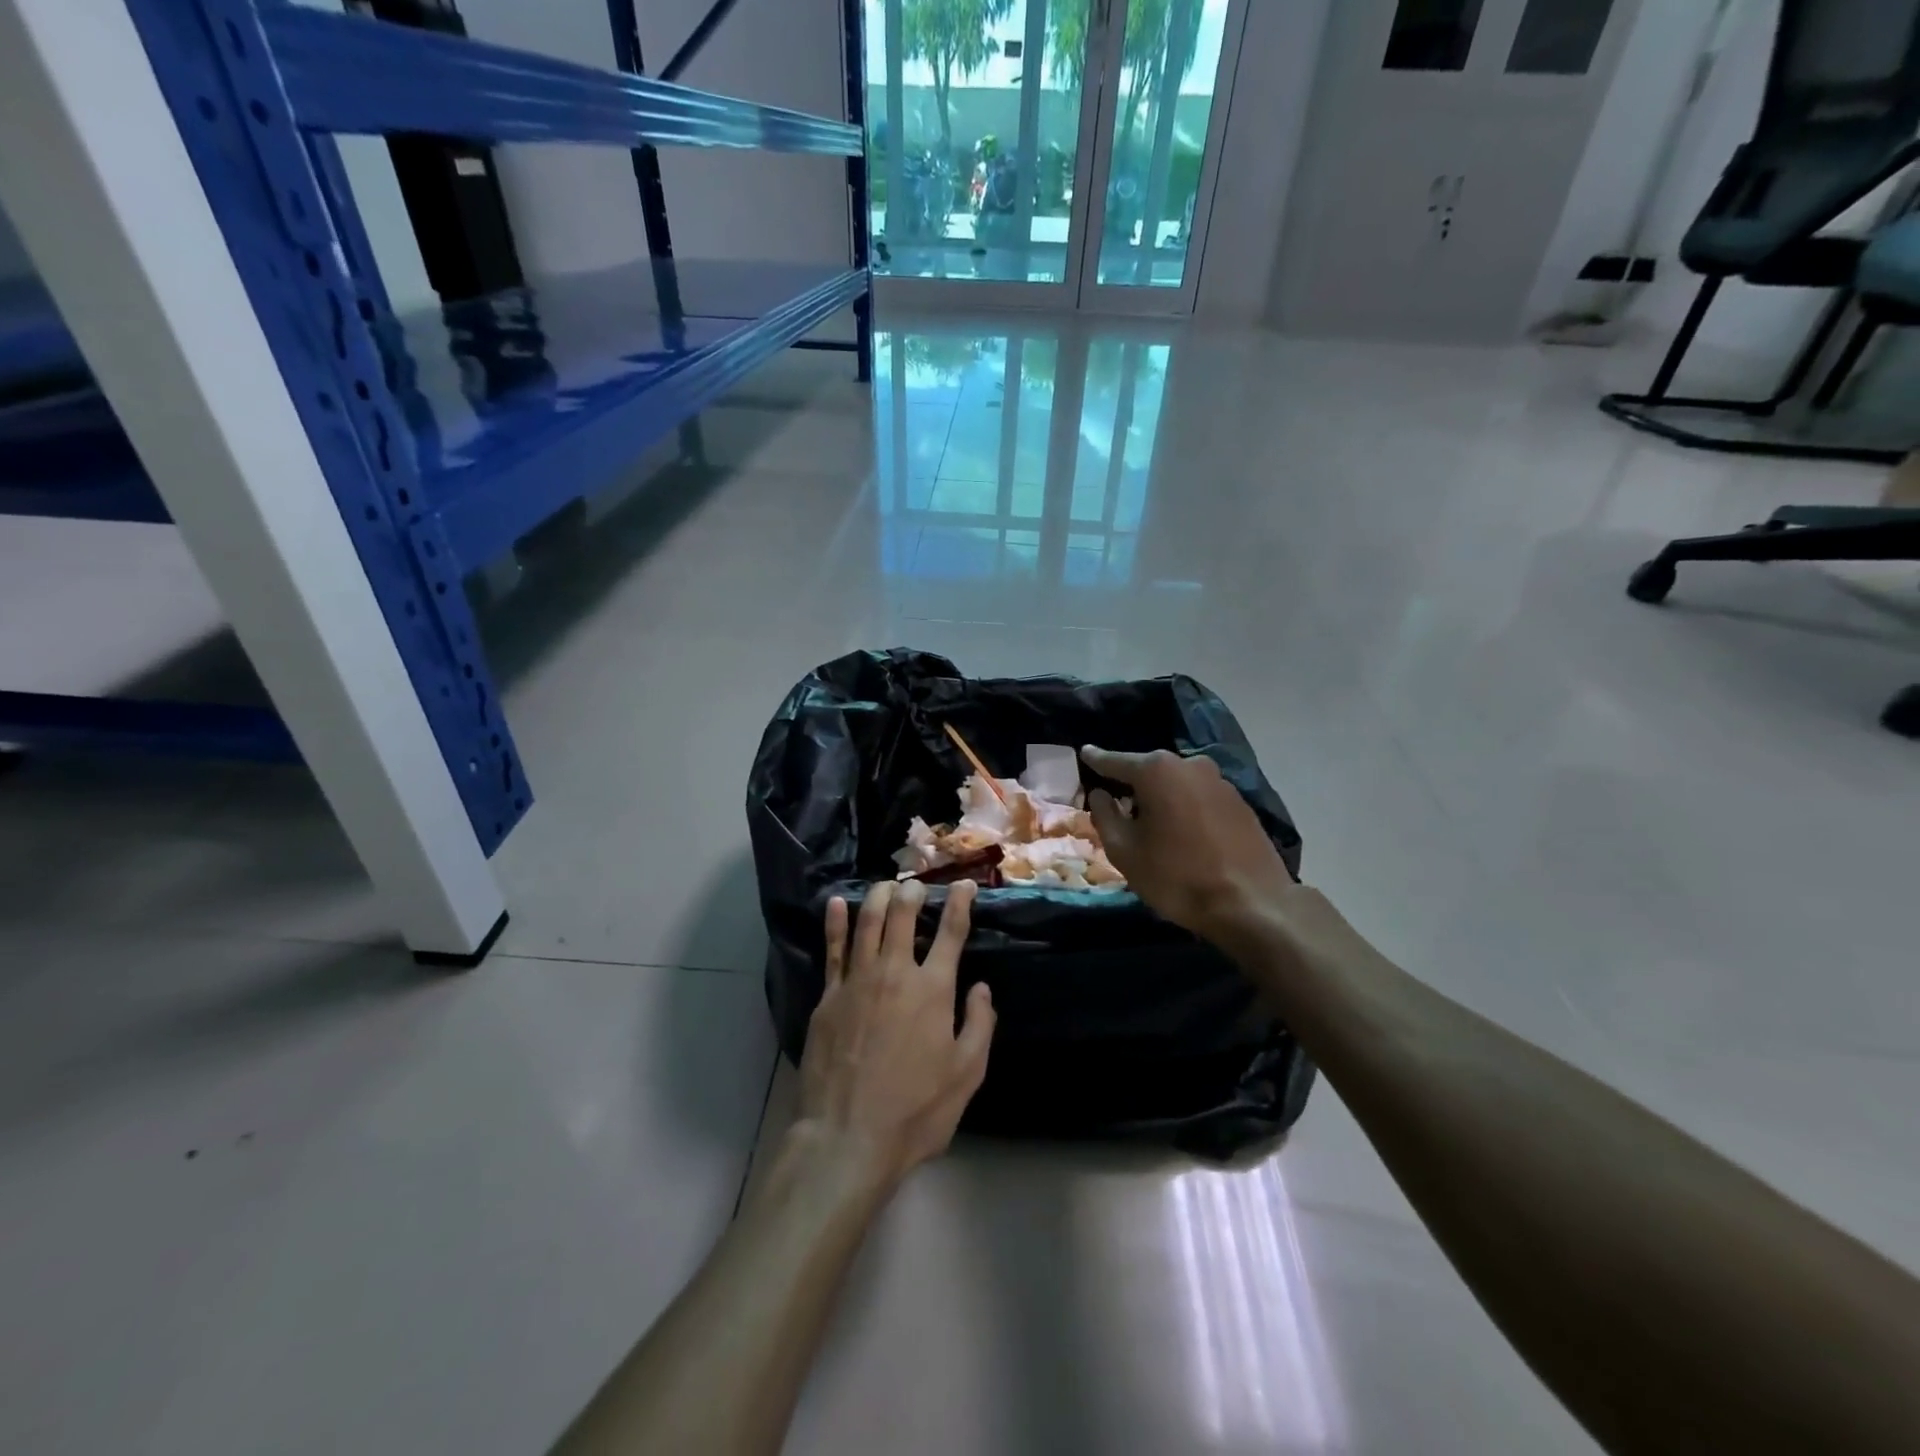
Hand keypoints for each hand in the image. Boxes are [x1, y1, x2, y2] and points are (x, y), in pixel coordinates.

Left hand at [796, 881, 995, 1191]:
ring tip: (885, 885)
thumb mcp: (967, 1074)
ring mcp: (857, 981)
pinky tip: (835, 903)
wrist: (848, 1137)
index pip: (951, 932)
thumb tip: (982, 987)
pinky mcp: (828, 996)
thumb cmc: (916, 1110)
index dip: (960, 903)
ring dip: (878, 897)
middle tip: (918, 885)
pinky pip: (832, 949)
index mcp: (933, 989)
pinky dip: (835, 922)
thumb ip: (980, 1024)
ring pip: (867, 922)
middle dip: (913, 892)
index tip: (964, 884)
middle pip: (903, 916)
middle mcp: (895, 972)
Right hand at [1081, 746, 1299, 940]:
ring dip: (1161, 797)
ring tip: (1149, 822)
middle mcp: (1190, 764)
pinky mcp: (1240, 802)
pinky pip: (1199, 797)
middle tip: (1115, 801)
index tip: (1084, 752)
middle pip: (1149, 770)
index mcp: (1156, 770)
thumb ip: (1105, 815)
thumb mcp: (1125, 851)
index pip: (1115, 761)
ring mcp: (1220, 781)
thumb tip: (1099, 793)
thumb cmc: (1177, 876)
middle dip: (1131, 783)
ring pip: (1177, 783)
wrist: (1252, 904)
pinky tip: (1182, 832)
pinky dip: (1185, 808)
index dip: (1097, 759)